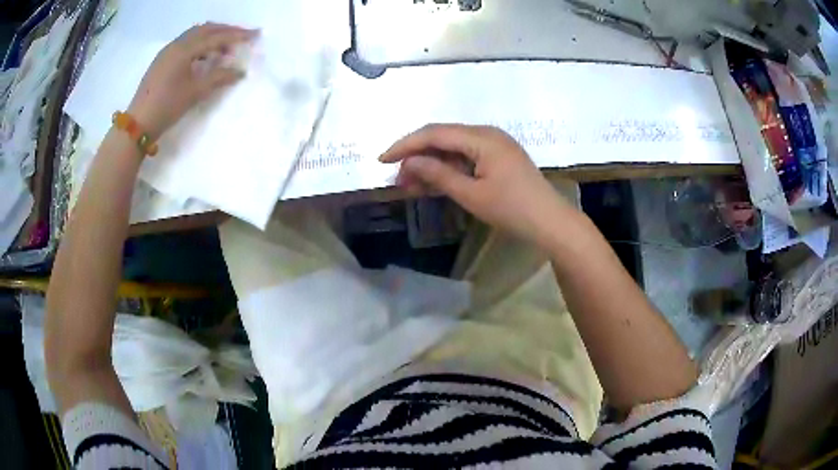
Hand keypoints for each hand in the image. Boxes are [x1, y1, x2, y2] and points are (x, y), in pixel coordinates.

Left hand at [128, 23, 257, 139]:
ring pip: (195, 34)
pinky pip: (185, 43)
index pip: (215, 37)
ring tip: (224, 49)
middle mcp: (176, 44)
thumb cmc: (167, 107)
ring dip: (212, 36)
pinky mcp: (162, 60)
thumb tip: (240, 71)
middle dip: (225, 31)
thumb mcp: (195, 92)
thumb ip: (219, 78)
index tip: (254, 35)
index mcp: (184, 50)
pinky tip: (204, 57)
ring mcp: (167, 51)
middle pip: (206, 29)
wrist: (138, 124)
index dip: (236, 35)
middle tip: (242, 37)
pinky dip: (199, 44)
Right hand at [380, 124, 573, 247]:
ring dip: (431, 164)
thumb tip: (408, 162)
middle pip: (442, 138)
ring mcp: (494, 145)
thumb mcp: (471, 194)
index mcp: (481, 138)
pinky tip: (433, 183)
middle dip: (416, 156)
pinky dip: (448, 169)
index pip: (434, 133)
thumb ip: (438, 174)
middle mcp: (487, 134)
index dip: (405, 145)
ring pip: (452, 148)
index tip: (382, 161)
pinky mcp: (498, 158)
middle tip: (396, 178)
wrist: (551, 222)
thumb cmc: (512, 209)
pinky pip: (466, 157)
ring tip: (409, 185)